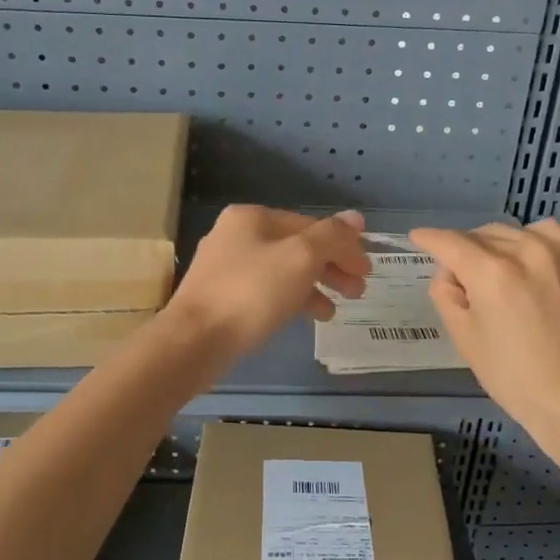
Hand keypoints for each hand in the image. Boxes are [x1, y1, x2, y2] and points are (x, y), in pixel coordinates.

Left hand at [164, 206, 370, 359]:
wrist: (193, 342)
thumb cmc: (250, 294)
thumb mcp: (300, 259)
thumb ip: (332, 236)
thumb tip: (356, 217)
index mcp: (252, 217)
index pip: (310, 225)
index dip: (343, 246)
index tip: (367, 271)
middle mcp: (235, 235)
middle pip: (297, 247)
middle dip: (331, 267)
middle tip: (358, 291)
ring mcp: (225, 267)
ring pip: (282, 271)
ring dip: (314, 286)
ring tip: (336, 309)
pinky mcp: (221, 297)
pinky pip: (266, 291)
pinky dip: (291, 300)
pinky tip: (308, 317)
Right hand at [409, 219, 559, 455]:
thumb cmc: (514, 378)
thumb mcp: (464, 339)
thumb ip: (446, 294)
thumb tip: (450, 272)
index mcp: (491, 273)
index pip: (450, 242)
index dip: (428, 239)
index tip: (417, 238)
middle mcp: (527, 252)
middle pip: (481, 234)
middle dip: (463, 249)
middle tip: (461, 279)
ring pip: (515, 232)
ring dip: (497, 244)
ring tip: (496, 271)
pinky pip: (549, 236)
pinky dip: (531, 243)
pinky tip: (530, 266)